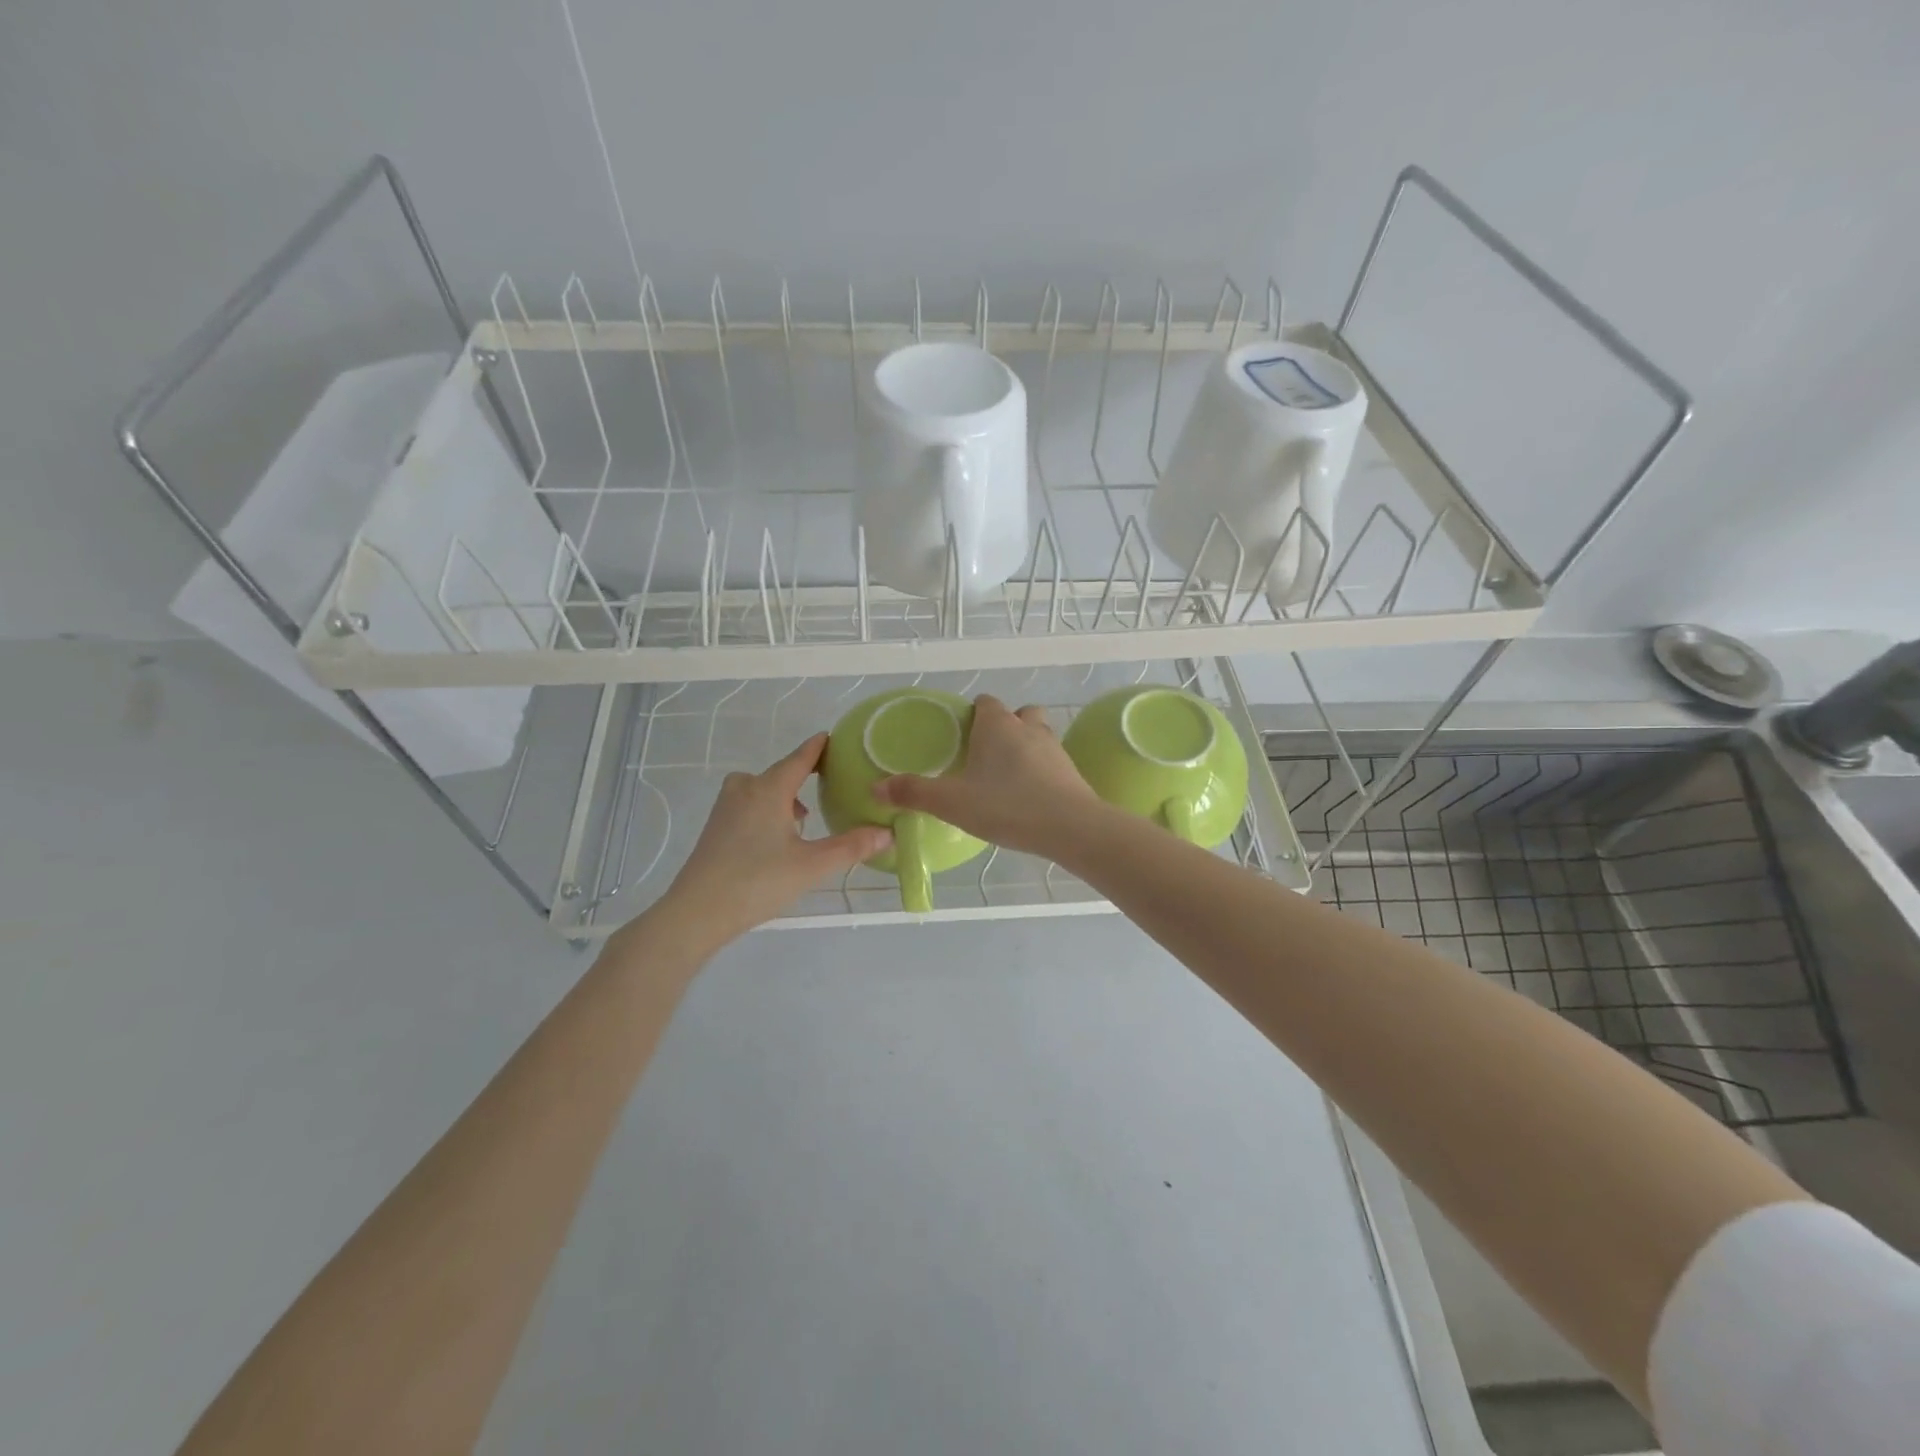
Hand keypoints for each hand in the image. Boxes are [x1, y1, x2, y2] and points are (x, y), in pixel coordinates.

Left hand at [650, 735, 891, 950]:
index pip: (800, 758)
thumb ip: (851, 847)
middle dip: (803, 775)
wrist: (696, 912)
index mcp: (769, 789)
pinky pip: (747, 804)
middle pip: (779, 772)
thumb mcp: (812, 866)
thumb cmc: (757, 881)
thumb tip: (888, 833)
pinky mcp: (714, 828)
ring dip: (783, 795)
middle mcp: (745, 789)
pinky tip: (777, 838)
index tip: (833, 738)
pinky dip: (766, 809)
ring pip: (760, 789)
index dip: (818, 747)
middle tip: (829, 784)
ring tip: (804, 817)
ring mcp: (725, 808)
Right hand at [873, 694, 1099, 857]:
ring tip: (1007, 775)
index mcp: (997, 725)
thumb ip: (914, 792)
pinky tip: (1029, 795)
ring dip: (1025, 746)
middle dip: (1003, 727)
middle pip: (1017, 714)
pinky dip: (1041, 770)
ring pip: (1037, 734)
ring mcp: (1054, 749)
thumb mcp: (952, 802)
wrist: (1070, 827)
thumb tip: (876, 786)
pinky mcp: (1071, 772)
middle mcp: (1028, 728)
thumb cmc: (1006, 806)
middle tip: (984, 755)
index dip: (973, 714)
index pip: (985, 703)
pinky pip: (1052, 762)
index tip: (961, 735)